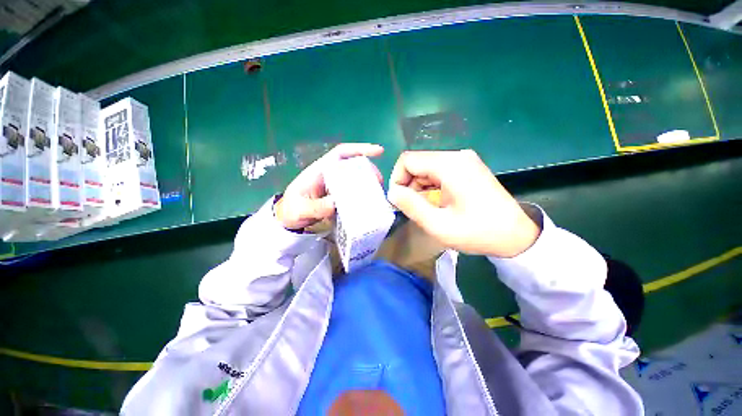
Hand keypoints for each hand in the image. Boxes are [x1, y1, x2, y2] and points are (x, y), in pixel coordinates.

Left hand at [275, 143, 383, 229]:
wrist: (288, 219)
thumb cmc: (292, 209)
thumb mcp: (299, 209)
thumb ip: (314, 207)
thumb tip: (335, 204)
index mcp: (321, 170)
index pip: (341, 153)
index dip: (359, 149)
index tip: (378, 151)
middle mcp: (331, 175)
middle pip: (353, 165)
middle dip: (369, 170)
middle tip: (380, 182)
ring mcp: (336, 186)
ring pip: (356, 179)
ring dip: (368, 184)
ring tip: (378, 194)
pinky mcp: (339, 196)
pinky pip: (354, 193)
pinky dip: (363, 196)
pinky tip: (370, 204)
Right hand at [387, 150, 539, 256]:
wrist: (516, 235)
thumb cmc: (477, 232)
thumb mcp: (438, 225)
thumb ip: (411, 206)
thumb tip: (392, 192)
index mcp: (449, 165)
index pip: (408, 160)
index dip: (397, 179)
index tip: (399, 200)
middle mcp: (457, 156)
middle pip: (418, 162)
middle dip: (408, 184)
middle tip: (412, 207)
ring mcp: (465, 160)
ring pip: (427, 167)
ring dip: (419, 186)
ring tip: (425, 208)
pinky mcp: (468, 168)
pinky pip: (439, 171)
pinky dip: (431, 186)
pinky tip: (437, 202)